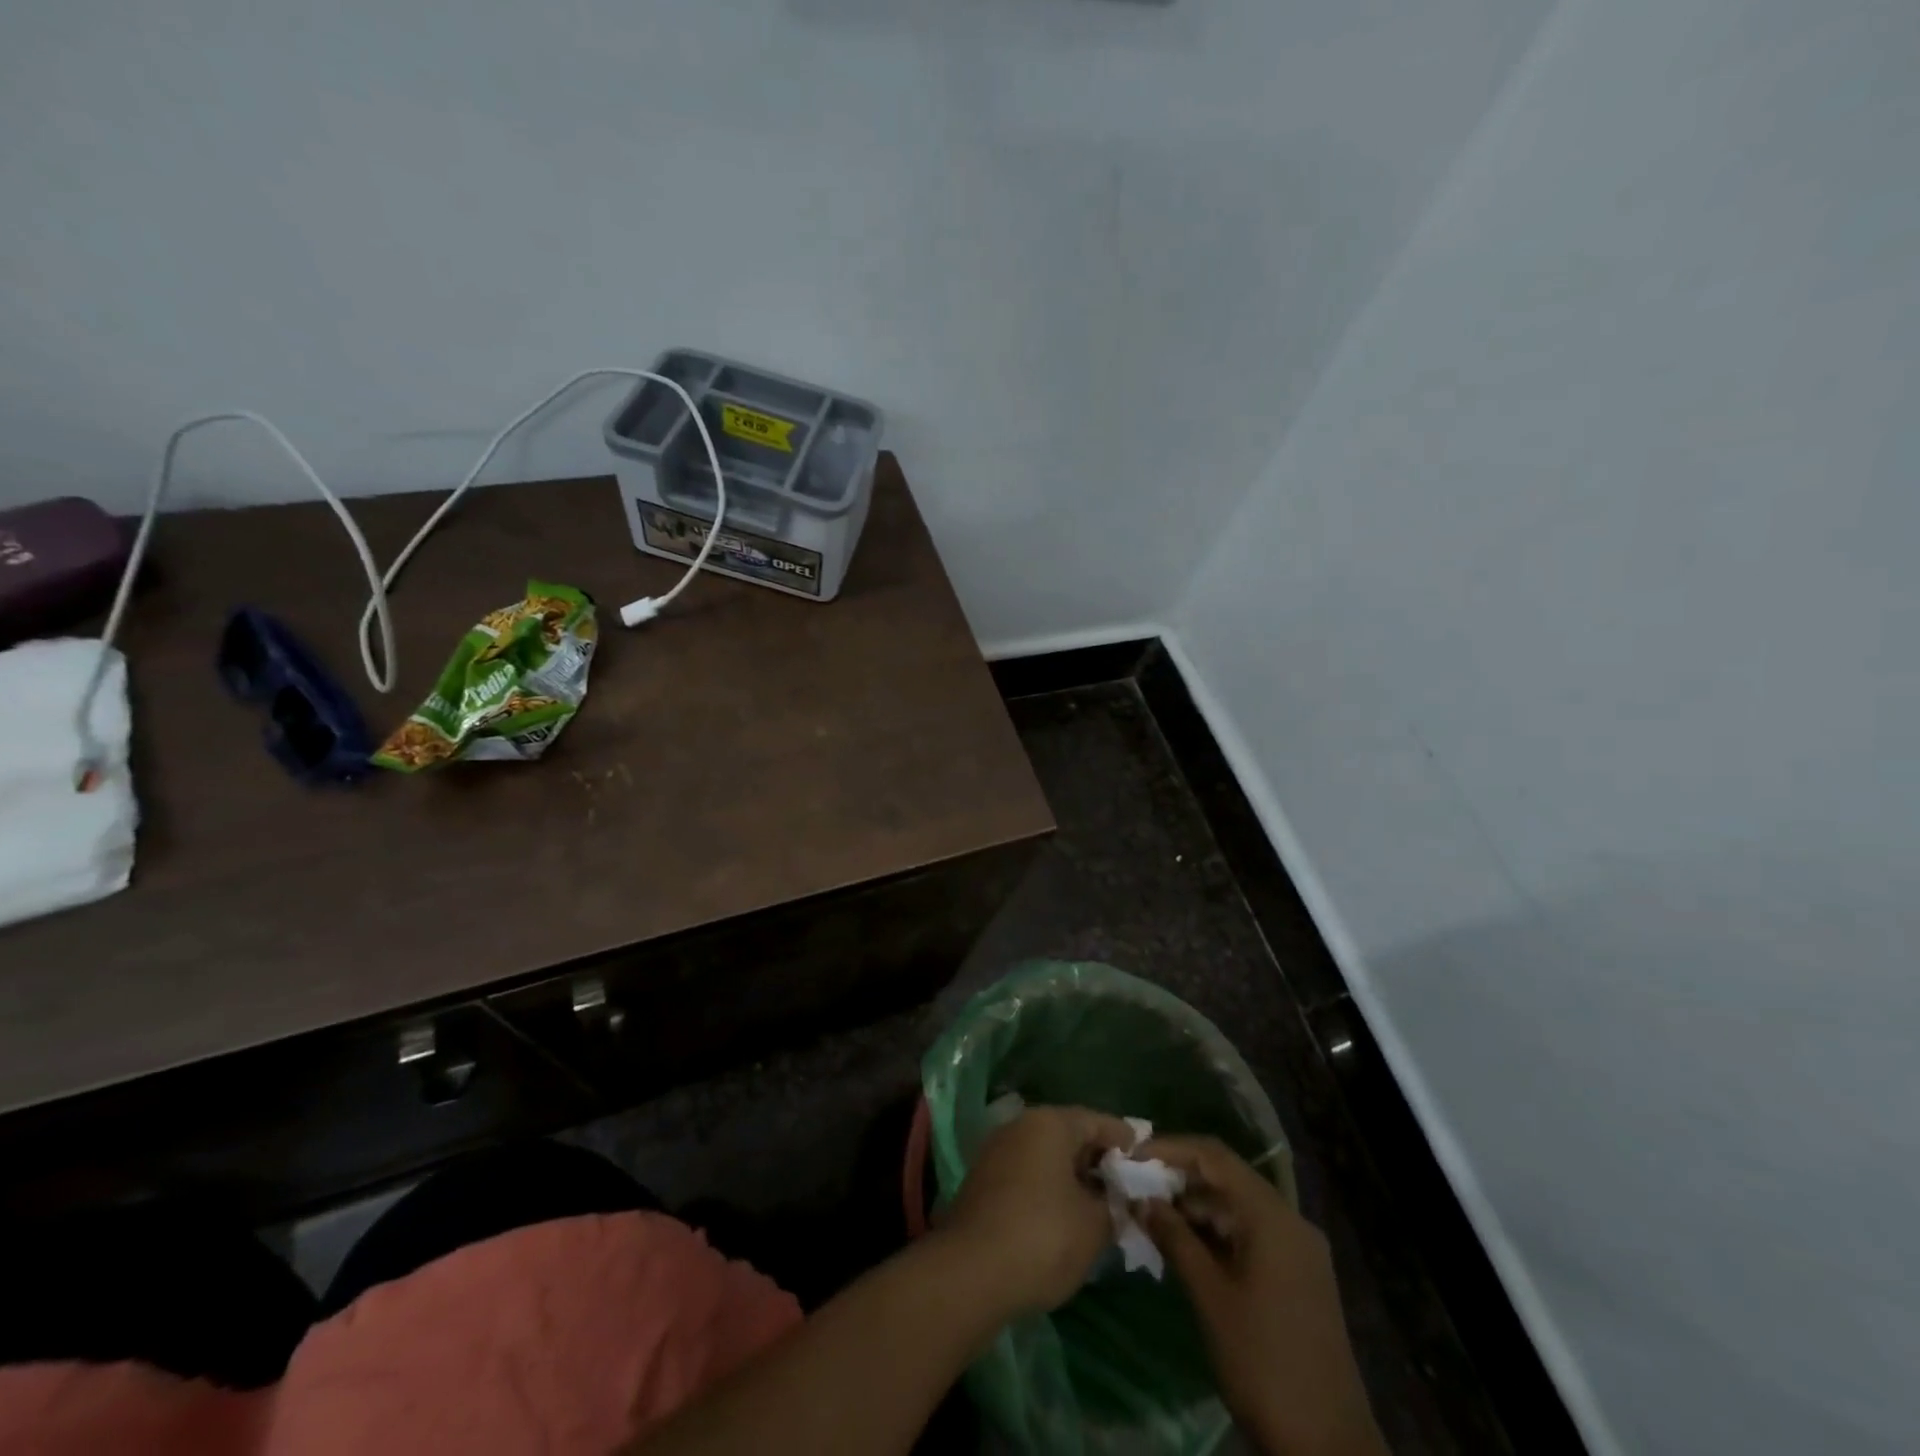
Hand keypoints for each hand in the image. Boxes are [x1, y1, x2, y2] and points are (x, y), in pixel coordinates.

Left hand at [941, 1105, 1133, 1316]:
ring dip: (1073, 1177)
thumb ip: (1114, 1205)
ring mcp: (997, 1151)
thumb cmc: (1043, 1237)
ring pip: (1047, 1156)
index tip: (1147, 1164)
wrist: (970, 1272)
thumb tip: (1119, 1200)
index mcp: (1050, 1123)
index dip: (1126, 1143)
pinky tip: (1065, 1219)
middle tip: (1126, 1190)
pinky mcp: (983, 1180)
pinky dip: (1050, 1189)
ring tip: (1100, 1208)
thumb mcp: (1094, 1226)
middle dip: (1099, 1162)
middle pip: (1070, 1135)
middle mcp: (1021, 1125)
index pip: (1098, 1121)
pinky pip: (1028, 1174)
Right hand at [1139, 1137, 1387, 1455]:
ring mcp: (1299, 1250)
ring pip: (1238, 1208)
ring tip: (1152, 1218)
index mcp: (1272, 1216)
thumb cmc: (1262, 1361)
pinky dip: (1217, 1233)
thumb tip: (1142, 1200)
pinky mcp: (1299, 1277)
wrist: (1328, 1447)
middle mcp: (1290, 1221)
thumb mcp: (1209, 1296)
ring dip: (1196, 1209)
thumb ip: (1174, 1238)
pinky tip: (1185, 1247)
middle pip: (1228, 1179)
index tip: (1132, 1157)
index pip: (1215, 1157)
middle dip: (1180, 1179)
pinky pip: (1251, 1234)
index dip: (1170, 1149)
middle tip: (1136, 1188)